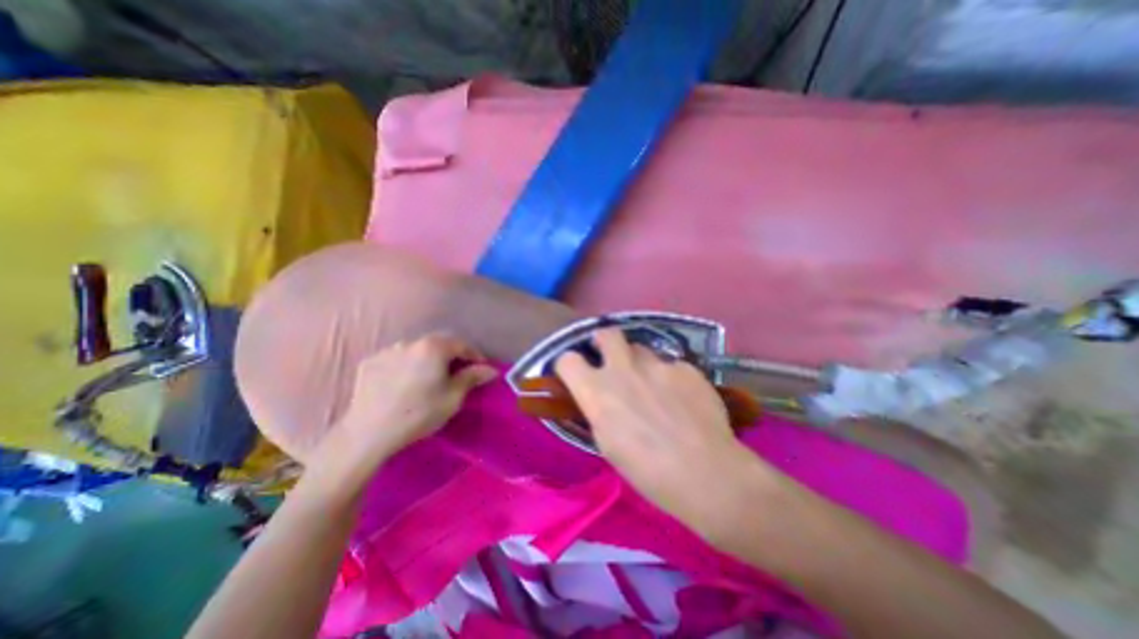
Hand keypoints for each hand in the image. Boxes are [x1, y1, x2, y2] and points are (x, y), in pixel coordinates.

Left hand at [320, 334, 498, 473]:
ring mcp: (387, 351)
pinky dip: (406, 365)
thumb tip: (491, 369)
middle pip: (438, 343)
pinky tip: (405, 382)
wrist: (368, 433)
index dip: (474, 355)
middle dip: (451, 355)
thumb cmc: (419, 413)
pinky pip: (396, 359)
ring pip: (416, 350)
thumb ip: (472, 377)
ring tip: (429, 377)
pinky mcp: (370, 363)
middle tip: (458, 371)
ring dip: (427, 359)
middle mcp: (410, 342)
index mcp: (433, 347)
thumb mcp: (453, 397)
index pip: (461, 344)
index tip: (481, 367)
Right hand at [556, 327, 768, 542]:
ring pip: (641, 349)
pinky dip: (670, 377)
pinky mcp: (685, 367)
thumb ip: (599, 410)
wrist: (706, 473)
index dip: (569, 365)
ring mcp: (657, 364)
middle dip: (604, 341)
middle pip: (607, 333)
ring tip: (654, 385)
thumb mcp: (607, 443)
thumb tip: (599, 398)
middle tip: (611, 357)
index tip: (576, 373)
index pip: (567, 360)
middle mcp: (623, 369)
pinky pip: (671, 365)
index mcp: (597, 391)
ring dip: (640, 363)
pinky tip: (683, 399)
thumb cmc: (647, 471)